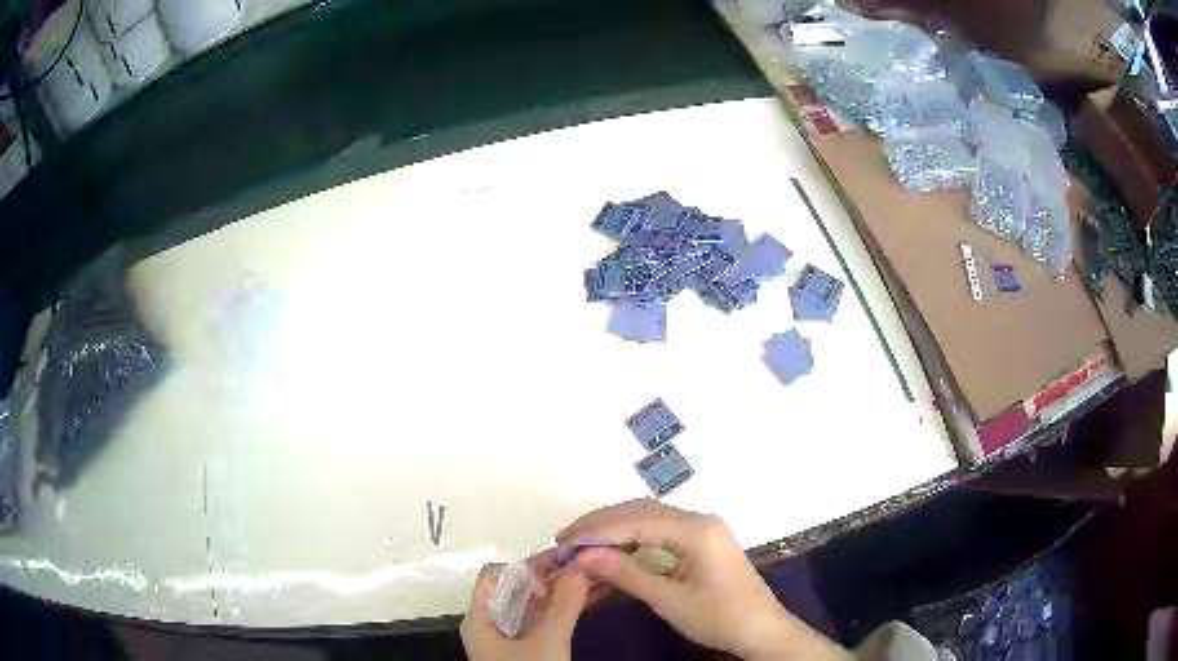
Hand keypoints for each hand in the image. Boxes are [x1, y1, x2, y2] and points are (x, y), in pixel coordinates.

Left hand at [461, 562, 591, 660]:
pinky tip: (588, 600)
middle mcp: (489, 625)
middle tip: (585, 564)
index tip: (563, 562)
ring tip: (592, 577)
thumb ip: (564, 603)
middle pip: (515, 589)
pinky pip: (543, 622)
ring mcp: (508, 639)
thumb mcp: (547, 641)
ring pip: (533, 607)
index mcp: (478, 618)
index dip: (527, 566)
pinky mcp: (526, 651)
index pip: (495, 575)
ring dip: (561, 592)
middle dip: (550, 576)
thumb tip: (583, 561)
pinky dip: (562, 610)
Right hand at [559, 499, 847, 660]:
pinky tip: (611, 549)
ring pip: (649, 518)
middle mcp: (699, 519)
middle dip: (601, 524)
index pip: (636, 520)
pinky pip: (660, 531)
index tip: (562, 542)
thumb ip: (626, 573)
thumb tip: (582, 556)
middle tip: (564, 540)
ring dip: (614, 528)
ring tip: (580, 543)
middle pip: (641, 511)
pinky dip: (632, 538)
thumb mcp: (669, 599)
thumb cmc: (719, 617)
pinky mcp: (702, 541)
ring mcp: (702, 528)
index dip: (596, 530)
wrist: (762, 630)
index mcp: (696, 530)